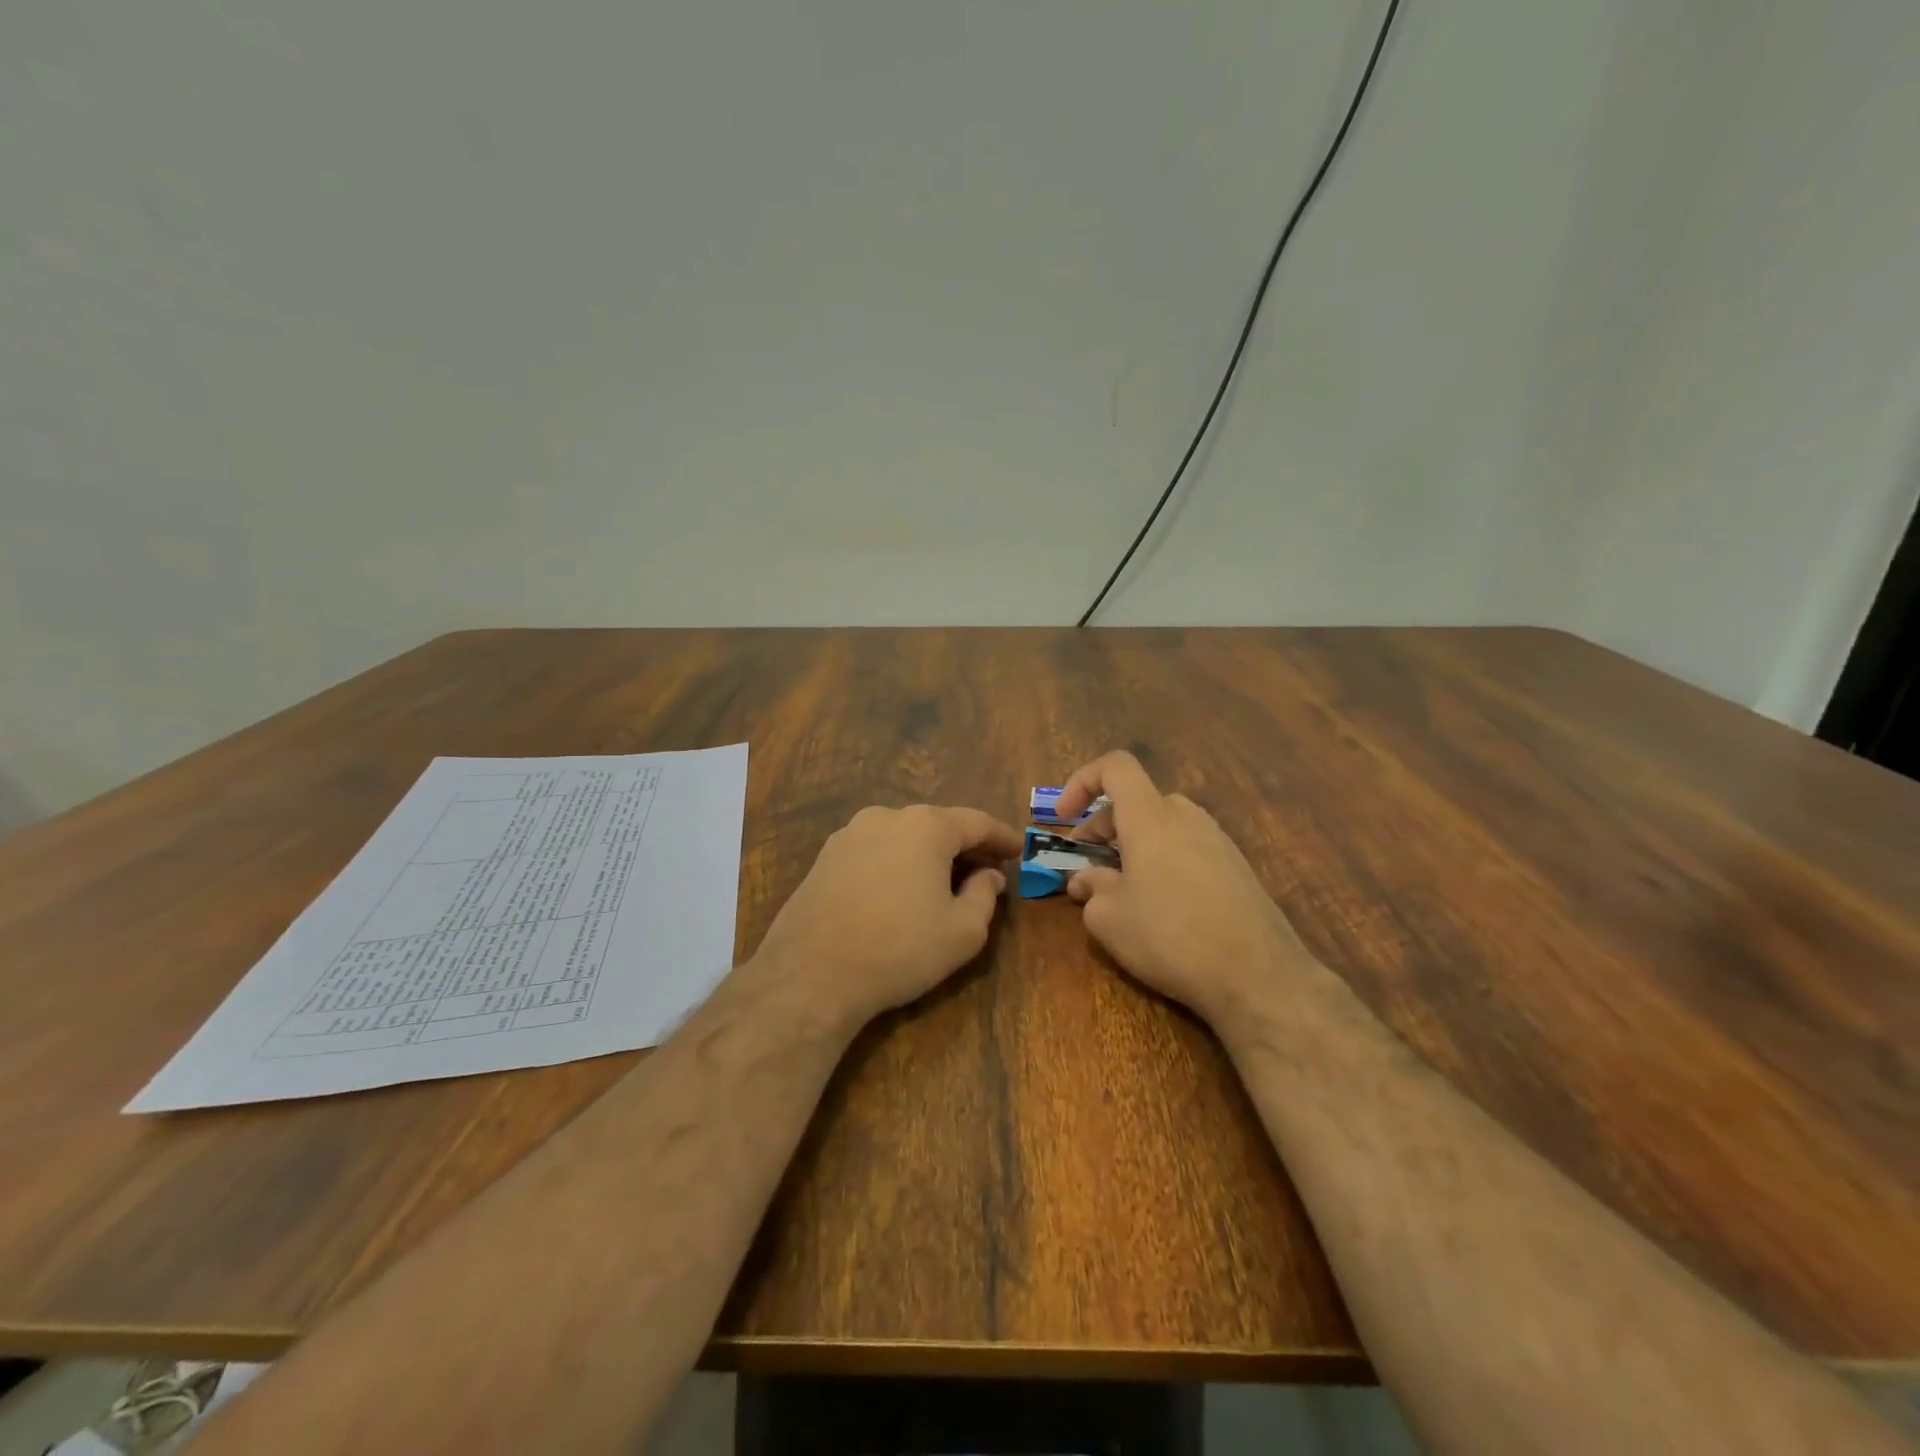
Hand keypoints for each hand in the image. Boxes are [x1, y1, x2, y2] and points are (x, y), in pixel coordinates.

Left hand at [750, 804, 1021, 1030]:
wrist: (811, 973)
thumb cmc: (899, 948)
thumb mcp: (962, 931)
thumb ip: (985, 895)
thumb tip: (988, 876)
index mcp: (926, 826)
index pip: (976, 822)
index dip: (1001, 837)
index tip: (1018, 850)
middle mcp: (886, 817)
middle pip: (937, 825)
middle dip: (964, 847)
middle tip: (986, 871)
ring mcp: (849, 835)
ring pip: (903, 837)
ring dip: (927, 855)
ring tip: (942, 883)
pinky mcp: (824, 858)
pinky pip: (874, 852)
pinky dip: (896, 864)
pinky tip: (899, 892)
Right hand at [1052, 752, 1316, 1024]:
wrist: (1258, 975)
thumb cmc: (1170, 935)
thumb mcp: (1109, 918)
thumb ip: (1090, 888)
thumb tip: (1086, 881)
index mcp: (1150, 816)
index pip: (1115, 766)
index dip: (1081, 782)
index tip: (1063, 819)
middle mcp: (1186, 816)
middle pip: (1136, 800)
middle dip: (1102, 827)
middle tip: (1086, 866)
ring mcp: (1217, 840)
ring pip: (1162, 826)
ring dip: (1132, 846)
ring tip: (1120, 890)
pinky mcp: (1236, 867)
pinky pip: (1186, 848)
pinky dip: (1161, 861)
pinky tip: (1160, 907)